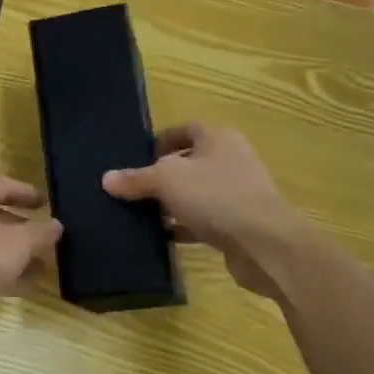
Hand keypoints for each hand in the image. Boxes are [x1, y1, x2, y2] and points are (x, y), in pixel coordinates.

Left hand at [0, 177, 61, 342]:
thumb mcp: (18, 242)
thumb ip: (41, 232)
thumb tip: (56, 225)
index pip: (4, 185)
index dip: (28, 194)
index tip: (50, 203)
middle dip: (24, 227)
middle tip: (49, 236)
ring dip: (16, 252)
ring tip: (46, 264)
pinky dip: (2, 270)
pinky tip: (27, 284)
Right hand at [101, 122, 308, 300]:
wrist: (266, 244)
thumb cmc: (216, 196)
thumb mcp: (166, 180)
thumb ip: (136, 179)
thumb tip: (107, 179)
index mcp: (218, 138)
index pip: (185, 129)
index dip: (161, 140)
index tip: (138, 157)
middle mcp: (232, 160)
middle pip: (191, 161)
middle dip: (163, 175)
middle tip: (136, 187)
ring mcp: (240, 193)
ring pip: (198, 193)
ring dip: (174, 203)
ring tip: (144, 214)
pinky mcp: (241, 224)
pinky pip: (206, 220)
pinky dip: (186, 226)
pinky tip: (165, 236)